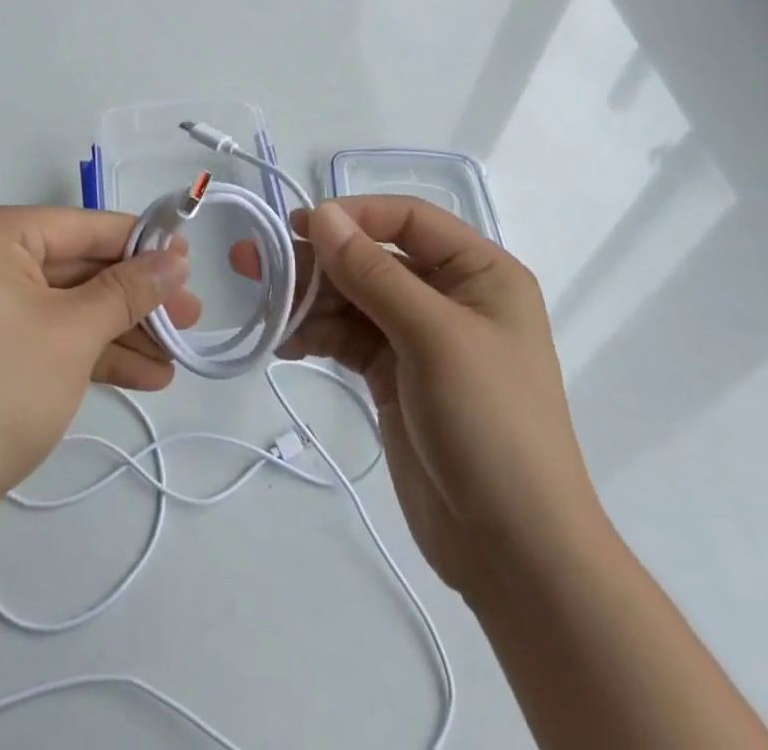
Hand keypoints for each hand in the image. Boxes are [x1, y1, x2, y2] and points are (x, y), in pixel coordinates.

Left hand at [0, 208, 198, 557]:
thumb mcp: (73, 334)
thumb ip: (128, 290)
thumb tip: (175, 258)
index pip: (81, 226)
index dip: (139, 244)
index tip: (189, 261)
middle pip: (77, 268)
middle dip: (135, 298)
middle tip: (190, 317)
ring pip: (67, 307)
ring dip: (121, 331)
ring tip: (176, 354)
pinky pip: (48, 337)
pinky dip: (91, 354)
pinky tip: (145, 375)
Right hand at [231, 197, 599, 599]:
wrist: (514, 553)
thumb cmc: (489, 424)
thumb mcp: (433, 337)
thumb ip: (372, 272)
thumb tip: (321, 214)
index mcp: (479, 272)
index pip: (408, 219)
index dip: (353, 215)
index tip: (299, 226)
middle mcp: (450, 296)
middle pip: (372, 258)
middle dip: (316, 260)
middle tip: (253, 261)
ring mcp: (420, 338)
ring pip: (353, 299)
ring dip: (308, 300)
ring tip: (261, 306)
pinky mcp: (395, 376)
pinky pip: (348, 338)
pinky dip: (317, 336)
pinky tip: (284, 344)